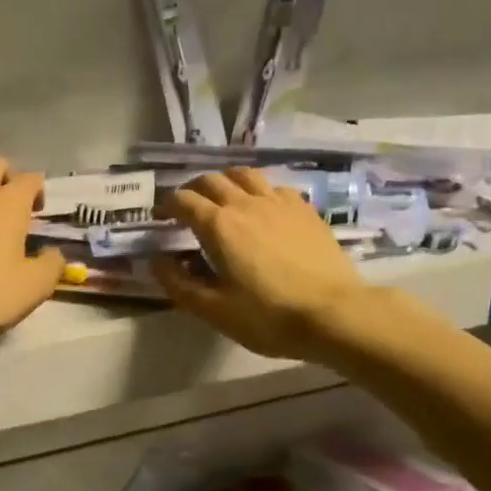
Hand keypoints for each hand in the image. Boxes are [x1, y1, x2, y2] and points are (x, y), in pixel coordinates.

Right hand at [151, 168, 364, 360]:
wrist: (334, 313)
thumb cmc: (268, 316)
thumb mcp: (215, 310)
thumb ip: (179, 284)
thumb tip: (156, 262)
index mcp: (218, 225)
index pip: (183, 200)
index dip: (167, 205)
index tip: (161, 216)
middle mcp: (244, 203)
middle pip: (211, 180)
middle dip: (192, 189)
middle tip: (187, 207)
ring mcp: (278, 202)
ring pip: (244, 174)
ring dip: (226, 181)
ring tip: (223, 197)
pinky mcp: (304, 209)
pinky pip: (274, 187)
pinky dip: (259, 191)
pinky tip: (263, 207)